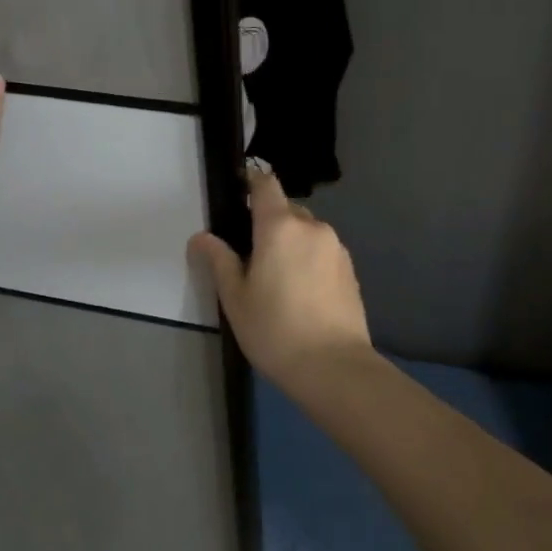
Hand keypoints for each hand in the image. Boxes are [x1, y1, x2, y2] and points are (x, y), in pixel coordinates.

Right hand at [189, 170, 372, 386]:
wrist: (334, 367)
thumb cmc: (275, 330)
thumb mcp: (235, 298)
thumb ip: (219, 261)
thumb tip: (200, 237)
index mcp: (280, 227)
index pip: (266, 185)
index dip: (252, 183)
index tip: (239, 194)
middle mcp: (312, 227)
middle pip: (287, 210)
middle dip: (269, 223)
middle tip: (251, 255)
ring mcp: (336, 248)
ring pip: (307, 232)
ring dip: (291, 243)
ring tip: (277, 279)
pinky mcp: (350, 270)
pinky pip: (323, 252)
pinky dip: (309, 260)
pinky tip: (301, 292)